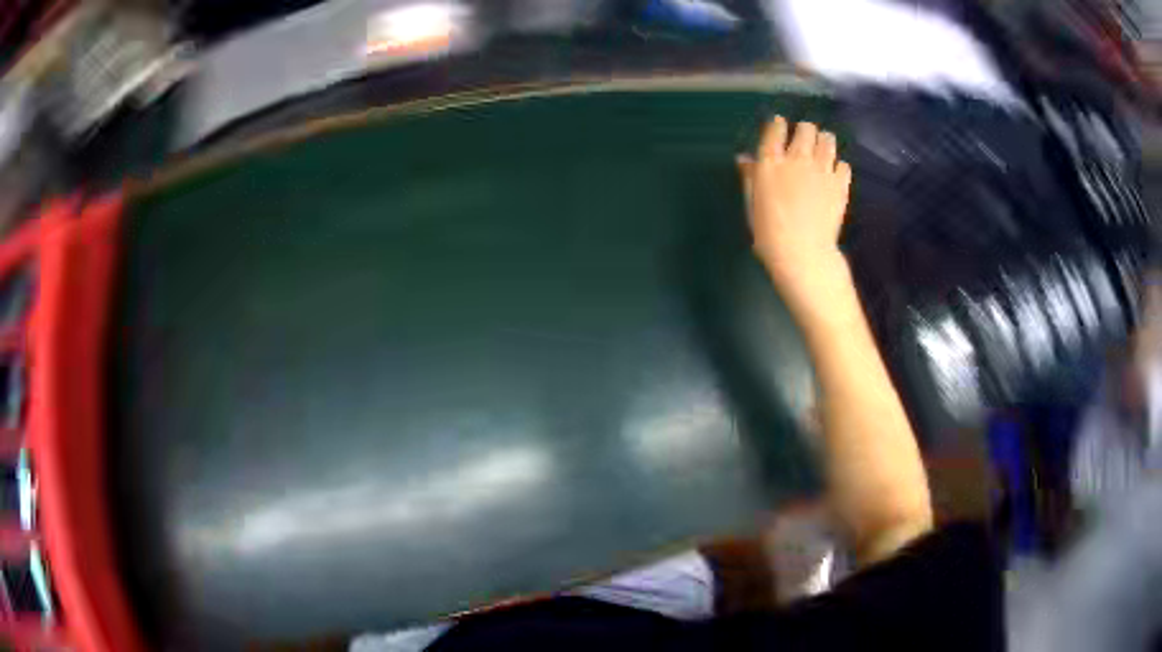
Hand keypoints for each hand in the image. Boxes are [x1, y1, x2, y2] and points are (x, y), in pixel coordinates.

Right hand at [738, 117, 852, 307]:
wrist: (802, 253)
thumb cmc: (769, 233)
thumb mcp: (752, 204)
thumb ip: (750, 177)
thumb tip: (745, 158)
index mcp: (771, 162)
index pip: (775, 129)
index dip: (778, 125)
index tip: (779, 126)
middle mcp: (797, 158)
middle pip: (806, 128)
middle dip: (804, 131)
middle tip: (803, 141)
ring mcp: (822, 169)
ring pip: (828, 140)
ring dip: (824, 142)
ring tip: (821, 151)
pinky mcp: (840, 184)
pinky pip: (844, 164)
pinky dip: (839, 166)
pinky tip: (834, 175)